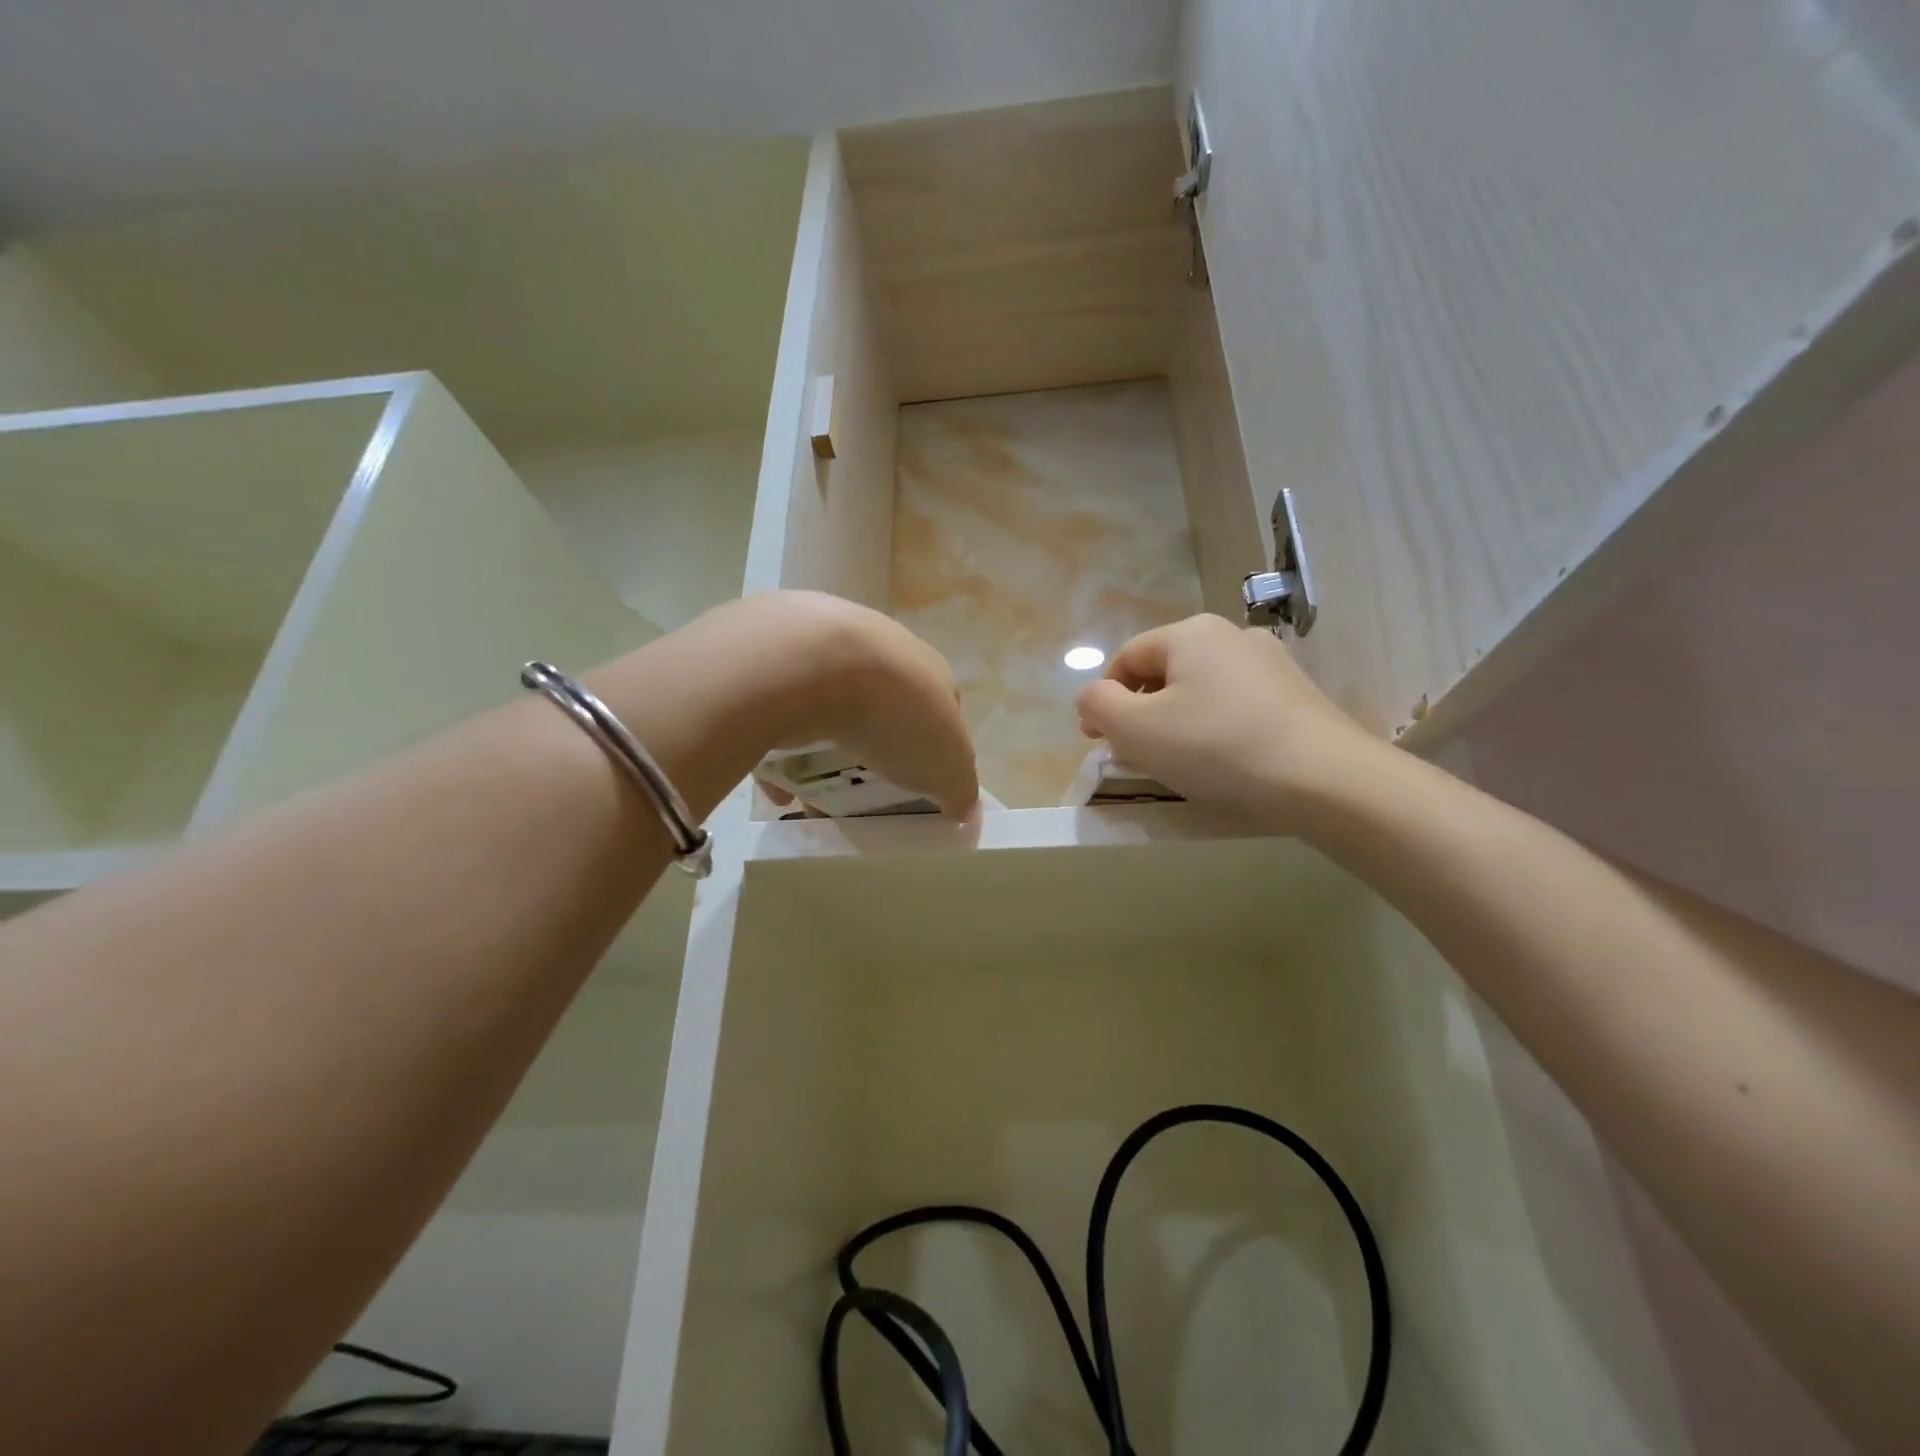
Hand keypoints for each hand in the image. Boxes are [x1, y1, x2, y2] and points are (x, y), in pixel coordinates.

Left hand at [777, 592, 980, 818]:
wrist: (813, 664)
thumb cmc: (897, 714)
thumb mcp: (947, 764)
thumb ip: (960, 790)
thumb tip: (968, 812)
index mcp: (928, 672)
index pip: (940, 709)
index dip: (933, 747)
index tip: (918, 784)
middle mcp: (882, 653)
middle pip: (884, 711)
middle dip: (876, 751)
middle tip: (864, 789)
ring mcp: (830, 652)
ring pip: (832, 712)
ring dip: (826, 752)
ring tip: (817, 794)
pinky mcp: (782, 664)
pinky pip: (784, 717)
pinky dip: (784, 753)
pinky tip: (779, 786)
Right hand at [1074, 614, 1378, 828]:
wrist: (1326, 780)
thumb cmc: (1218, 748)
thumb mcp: (1137, 730)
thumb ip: (1098, 705)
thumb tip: (1091, 696)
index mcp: (1190, 633)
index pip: (1126, 659)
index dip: (1103, 699)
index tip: (1096, 742)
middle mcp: (1232, 634)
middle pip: (1165, 671)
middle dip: (1142, 711)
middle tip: (1136, 754)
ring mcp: (1271, 663)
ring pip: (1202, 689)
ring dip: (1179, 720)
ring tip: (1181, 762)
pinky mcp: (1298, 694)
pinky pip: (1237, 705)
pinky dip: (1217, 728)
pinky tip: (1225, 760)